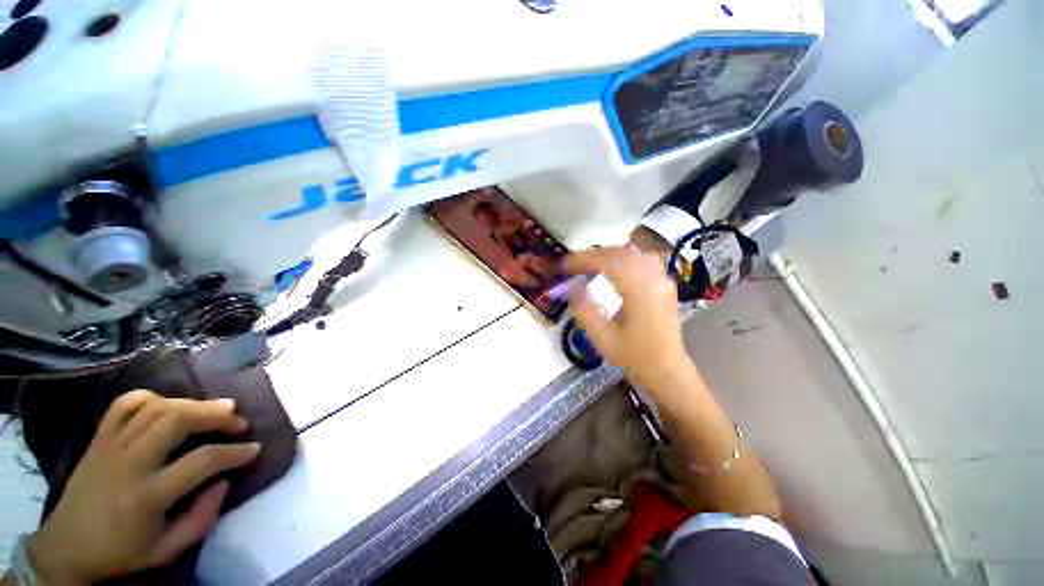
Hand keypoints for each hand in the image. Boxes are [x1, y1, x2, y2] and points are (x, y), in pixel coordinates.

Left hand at [28, 390, 260, 584]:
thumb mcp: (167, 551)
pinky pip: (126, 403)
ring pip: (156, 407)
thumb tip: (225, 480)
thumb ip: (202, 518)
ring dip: (192, 403)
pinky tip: (169, 405)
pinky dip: (153, 397)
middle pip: (176, 420)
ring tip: (214, 409)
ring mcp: (110, 446)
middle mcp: (129, 463)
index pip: (201, 461)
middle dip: (215, 415)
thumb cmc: (122, 552)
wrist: (67, 547)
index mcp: (146, 496)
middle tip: (237, 421)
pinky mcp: (99, 438)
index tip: (254, 449)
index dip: (235, 452)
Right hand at [562, 246, 687, 381]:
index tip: (564, 264)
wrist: (666, 370)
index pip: (606, 262)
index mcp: (638, 289)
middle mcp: (653, 278)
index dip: (582, 260)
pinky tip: (617, 267)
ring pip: (634, 253)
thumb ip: (584, 309)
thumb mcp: (601, 337)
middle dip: (594, 254)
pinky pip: (645, 260)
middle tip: (573, 263)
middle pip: (620, 253)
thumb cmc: (633, 355)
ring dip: (610, 254)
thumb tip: (572, 286)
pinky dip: (626, 258)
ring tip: (592, 262)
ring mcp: (662, 280)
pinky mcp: (665, 286)